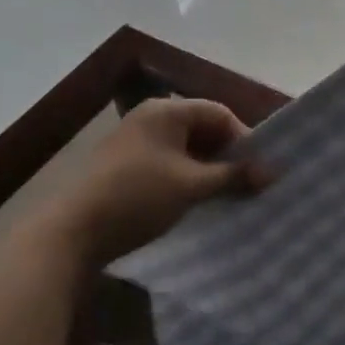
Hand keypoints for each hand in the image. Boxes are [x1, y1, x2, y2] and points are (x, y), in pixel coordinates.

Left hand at [57, 98, 266, 266]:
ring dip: (208, 170)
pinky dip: (187, 178)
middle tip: (247, 184)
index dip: (244, 139)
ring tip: (226, 196)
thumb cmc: (137, 197)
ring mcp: (135, 142)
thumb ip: (234, 176)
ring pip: (186, 149)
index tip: (259, 169)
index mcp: (166, 111)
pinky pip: (169, 163)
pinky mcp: (126, 166)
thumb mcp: (192, 186)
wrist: (70, 233)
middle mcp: (150, 118)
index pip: (219, 113)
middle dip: (227, 156)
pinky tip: (197, 201)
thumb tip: (274, 172)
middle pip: (203, 129)